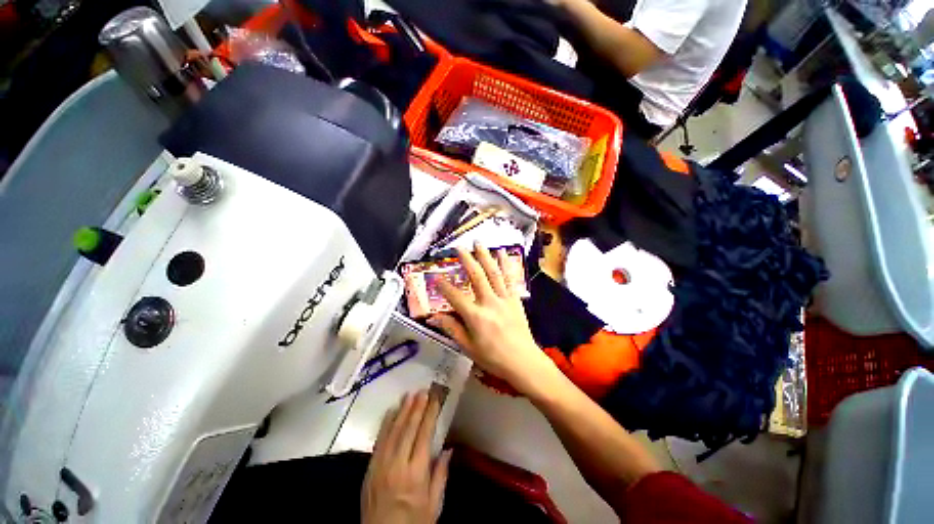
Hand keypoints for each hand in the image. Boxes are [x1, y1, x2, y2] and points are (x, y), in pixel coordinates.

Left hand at [362, 391, 451, 523]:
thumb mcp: (434, 506)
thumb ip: (441, 476)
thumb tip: (449, 449)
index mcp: (416, 474)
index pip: (424, 436)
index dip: (430, 415)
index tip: (435, 399)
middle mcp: (397, 465)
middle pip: (408, 429)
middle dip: (417, 408)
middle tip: (423, 391)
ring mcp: (381, 465)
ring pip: (393, 431)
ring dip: (402, 411)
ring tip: (409, 395)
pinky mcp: (370, 468)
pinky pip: (379, 441)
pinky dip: (385, 424)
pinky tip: (391, 411)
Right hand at [428, 243, 553, 390]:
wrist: (523, 361)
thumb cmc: (493, 358)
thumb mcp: (468, 347)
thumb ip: (452, 329)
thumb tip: (434, 317)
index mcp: (476, 317)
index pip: (455, 297)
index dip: (443, 287)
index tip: (436, 278)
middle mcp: (489, 303)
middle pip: (476, 276)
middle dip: (467, 259)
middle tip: (459, 247)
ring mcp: (504, 299)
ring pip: (493, 272)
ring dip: (485, 256)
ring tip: (479, 243)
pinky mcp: (515, 299)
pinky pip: (509, 278)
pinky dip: (505, 264)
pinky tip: (502, 253)